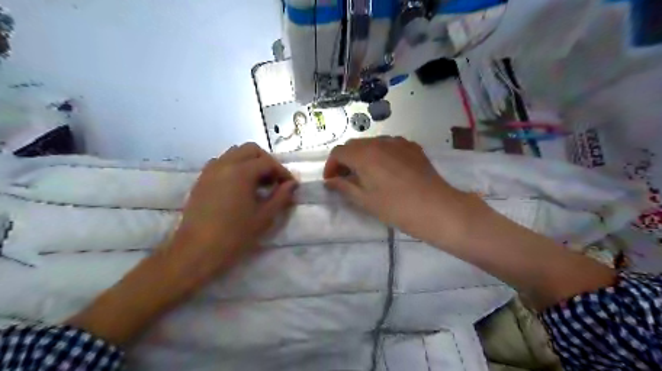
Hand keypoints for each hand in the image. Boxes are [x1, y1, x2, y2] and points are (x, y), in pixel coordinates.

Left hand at [168, 144, 297, 281]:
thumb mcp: (264, 217)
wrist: (197, 251)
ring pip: (234, 153)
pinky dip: (235, 167)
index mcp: (241, 172)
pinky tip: (240, 187)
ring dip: (250, 162)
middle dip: (266, 161)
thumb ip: (281, 196)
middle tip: (274, 181)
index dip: (283, 172)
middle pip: (250, 150)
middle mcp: (224, 164)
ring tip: (258, 183)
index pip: (268, 162)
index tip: (290, 186)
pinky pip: (222, 163)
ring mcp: (210, 170)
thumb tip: (292, 184)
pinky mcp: (202, 180)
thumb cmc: (235, 235)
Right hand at [325, 136, 483, 243]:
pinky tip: (386, 169)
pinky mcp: (412, 146)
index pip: (338, 152)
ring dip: (362, 156)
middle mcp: (379, 142)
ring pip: (371, 143)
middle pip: (354, 145)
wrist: (435, 208)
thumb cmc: (395, 207)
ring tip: (366, 174)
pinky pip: (389, 145)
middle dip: (345, 160)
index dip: (330, 166)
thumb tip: (330, 181)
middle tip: (346, 178)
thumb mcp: (365, 200)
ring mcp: (397, 142)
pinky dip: (380, 154)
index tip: (332, 181)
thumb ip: (344, 187)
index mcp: (363, 154)